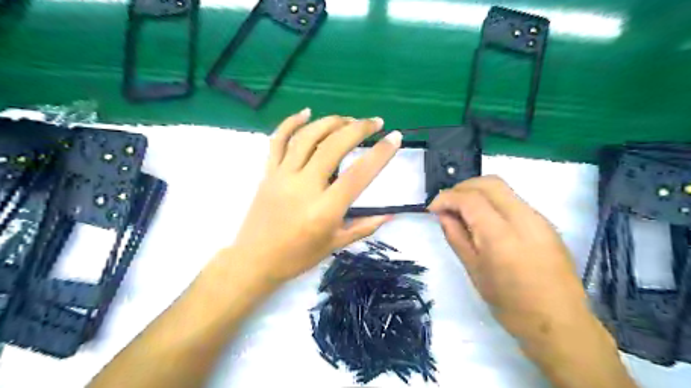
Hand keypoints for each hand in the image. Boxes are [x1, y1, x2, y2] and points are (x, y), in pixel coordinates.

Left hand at [225, 110, 402, 285]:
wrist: (254, 261)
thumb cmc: (297, 257)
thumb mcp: (335, 245)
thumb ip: (364, 226)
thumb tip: (391, 213)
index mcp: (324, 210)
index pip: (358, 175)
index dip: (379, 154)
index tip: (394, 138)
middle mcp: (304, 187)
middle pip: (333, 147)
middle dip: (358, 129)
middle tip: (375, 122)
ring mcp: (283, 176)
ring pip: (307, 138)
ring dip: (330, 122)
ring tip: (348, 119)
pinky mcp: (268, 172)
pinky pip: (277, 141)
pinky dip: (291, 122)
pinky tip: (307, 112)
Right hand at [428, 176, 593, 341]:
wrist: (561, 324)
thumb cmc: (511, 305)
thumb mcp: (474, 271)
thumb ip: (456, 237)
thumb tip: (443, 215)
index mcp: (502, 236)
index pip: (470, 199)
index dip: (446, 197)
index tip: (432, 208)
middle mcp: (524, 219)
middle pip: (489, 183)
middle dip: (462, 187)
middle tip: (447, 205)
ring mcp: (539, 219)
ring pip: (503, 188)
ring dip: (477, 192)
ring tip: (463, 212)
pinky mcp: (546, 223)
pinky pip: (513, 200)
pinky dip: (492, 201)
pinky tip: (484, 220)